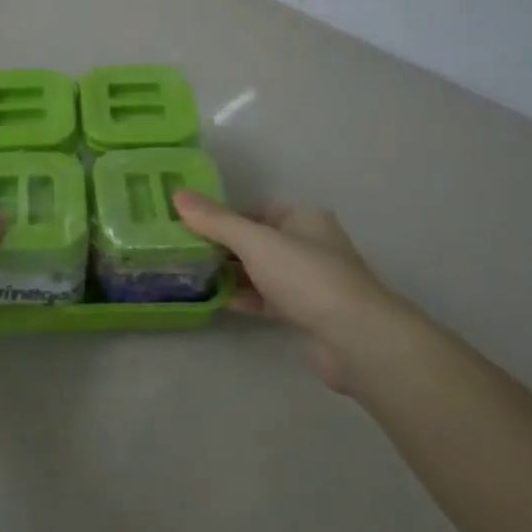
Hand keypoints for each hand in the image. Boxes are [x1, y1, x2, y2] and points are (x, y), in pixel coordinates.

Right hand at [172, 192, 417, 395]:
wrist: (354, 337)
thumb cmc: (306, 276)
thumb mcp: (255, 241)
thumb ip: (215, 221)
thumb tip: (178, 195)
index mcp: (304, 219)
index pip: (254, 211)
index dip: (221, 217)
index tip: (187, 226)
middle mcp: (309, 245)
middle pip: (256, 241)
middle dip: (222, 247)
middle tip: (183, 252)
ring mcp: (309, 282)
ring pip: (261, 272)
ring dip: (231, 275)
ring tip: (191, 276)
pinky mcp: (306, 314)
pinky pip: (267, 299)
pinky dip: (243, 298)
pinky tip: (215, 301)